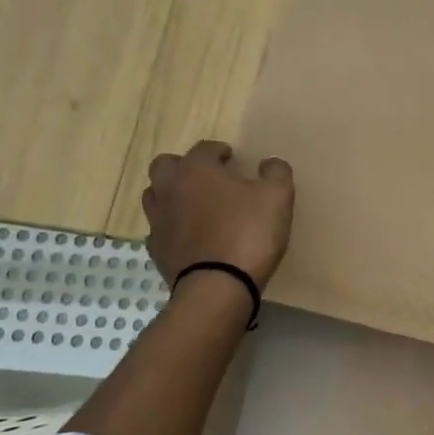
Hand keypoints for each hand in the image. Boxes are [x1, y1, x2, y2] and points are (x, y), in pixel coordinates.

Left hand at [143, 140, 294, 288]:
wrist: (218, 286)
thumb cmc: (248, 233)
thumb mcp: (277, 196)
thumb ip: (276, 172)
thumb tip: (270, 163)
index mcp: (196, 169)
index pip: (204, 148)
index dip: (220, 151)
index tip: (233, 159)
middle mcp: (170, 188)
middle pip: (166, 166)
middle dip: (185, 167)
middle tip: (207, 178)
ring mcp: (158, 220)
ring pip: (156, 196)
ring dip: (173, 195)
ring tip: (196, 206)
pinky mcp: (156, 249)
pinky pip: (159, 229)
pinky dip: (172, 228)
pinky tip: (189, 236)